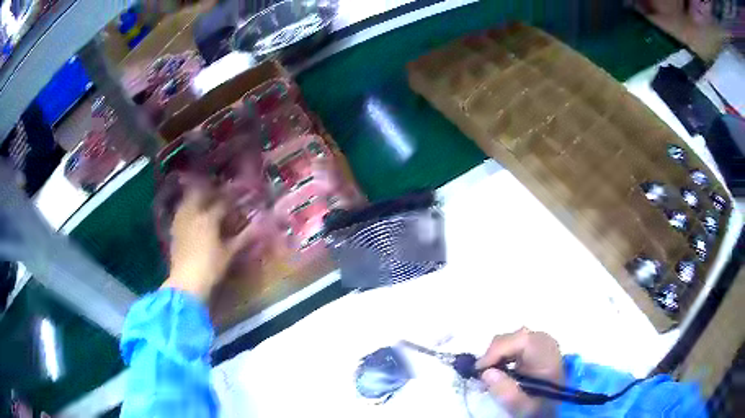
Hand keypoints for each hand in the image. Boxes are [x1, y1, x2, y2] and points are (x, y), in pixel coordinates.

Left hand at [163, 187, 253, 299]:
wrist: (186, 282)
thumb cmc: (210, 267)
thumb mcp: (229, 253)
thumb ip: (244, 237)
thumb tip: (260, 225)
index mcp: (208, 218)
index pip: (222, 202)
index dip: (232, 197)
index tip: (240, 193)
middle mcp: (192, 214)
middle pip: (199, 193)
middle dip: (210, 190)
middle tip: (218, 192)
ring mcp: (181, 221)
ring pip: (187, 200)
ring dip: (196, 197)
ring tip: (204, 200)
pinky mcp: (174, 230)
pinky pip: (181, 211)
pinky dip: (188, 208)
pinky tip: (192, 215)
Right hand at [476, 328, 563, 416]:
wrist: (552, 406)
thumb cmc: (538, 406)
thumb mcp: (523, 406)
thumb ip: (506, 392)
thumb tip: (486, 372)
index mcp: (548, 355)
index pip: (522, 340)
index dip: (498, 350)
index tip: (480, 369)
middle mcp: (546, 343)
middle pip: (515, 337)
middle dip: (495, 353)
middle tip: (481, 375)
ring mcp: (541, 343)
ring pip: (512, 339)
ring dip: (497, 355)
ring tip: (488, 374)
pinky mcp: (535, 346)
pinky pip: (515, 343)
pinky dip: (502, 355)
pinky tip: (498, 370)